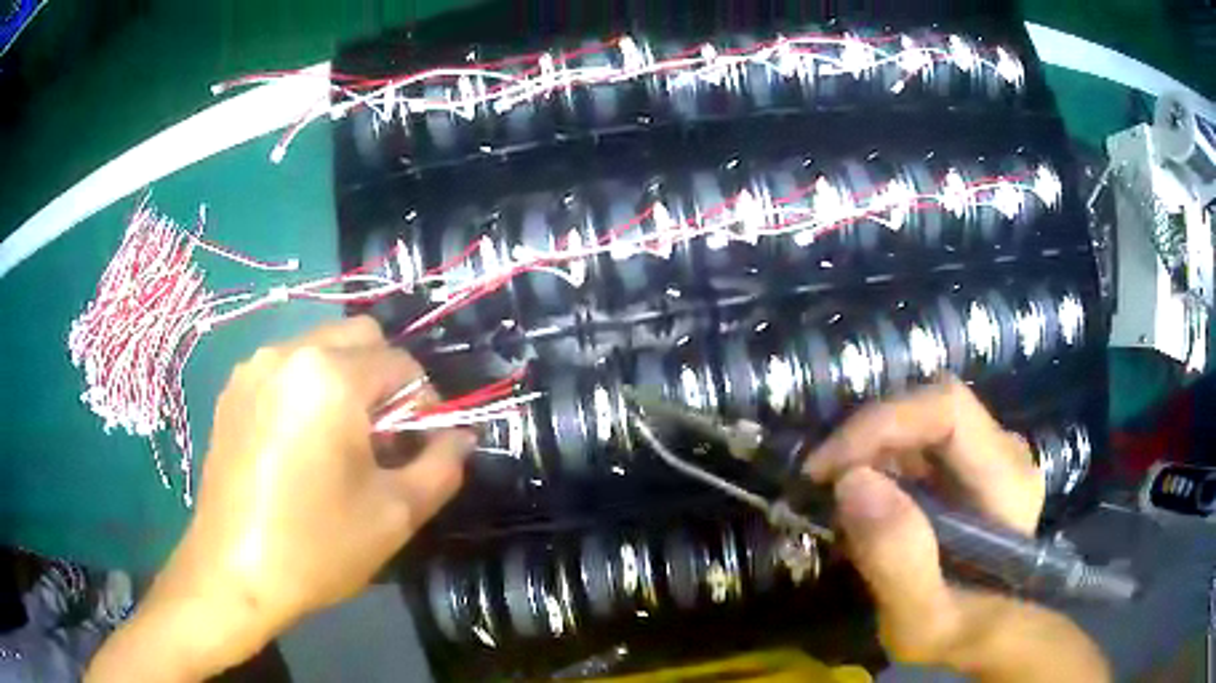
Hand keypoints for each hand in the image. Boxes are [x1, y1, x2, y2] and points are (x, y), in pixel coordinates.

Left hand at [88, 317, 472, 681]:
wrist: (233, 573)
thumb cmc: (316, 546)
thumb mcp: (395, 514)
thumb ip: (441, 465)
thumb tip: (460, 437)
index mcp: (330, 377)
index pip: (401, 363)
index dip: (423, 403)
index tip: (418, 447)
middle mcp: (288, 353)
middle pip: (359, 337)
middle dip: (383, 380)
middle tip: (381, 439)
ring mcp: (253, 368)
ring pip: (320, 349)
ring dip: (344, 382)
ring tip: (338, 444)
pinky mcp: (233, 391)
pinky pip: (285, 369)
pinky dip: (307, 391)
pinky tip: (298, 446)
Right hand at [805, 378, 1107, 681]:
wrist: (986, 638)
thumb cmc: (959, 635)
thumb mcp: (921, 622)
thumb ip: (898, 561)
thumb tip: (851, 481)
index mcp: (1008, 482)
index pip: (947, 410)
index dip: (882, 423)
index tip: (824, 468)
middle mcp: (1005, 452)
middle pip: (931, 408)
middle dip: (869, 438)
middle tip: (822, 486)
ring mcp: (989, 455)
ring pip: (921, 421)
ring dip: (871, 452)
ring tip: (840, 504)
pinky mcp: (970, 466)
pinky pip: (919, 443)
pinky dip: (881, 465)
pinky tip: (865, 506)